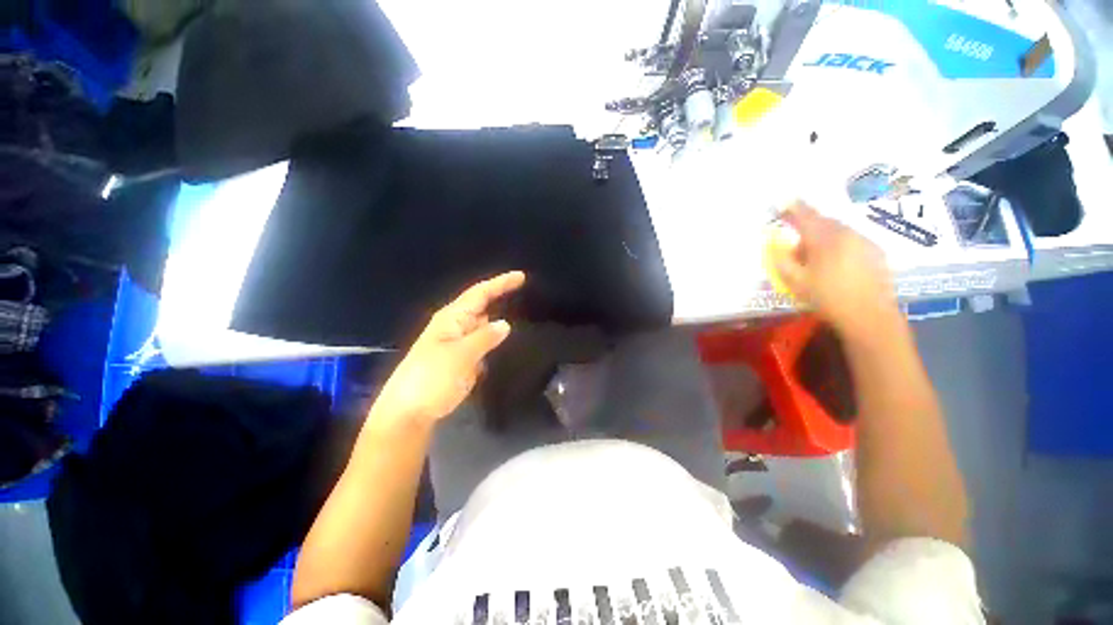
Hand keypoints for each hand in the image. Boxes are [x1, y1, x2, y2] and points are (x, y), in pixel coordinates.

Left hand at [370, 271, 525, 425]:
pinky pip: (483, 344)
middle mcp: (456, 326)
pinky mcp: (462, 360)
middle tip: (528, 294)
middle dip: (502, 297)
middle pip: (482, 306)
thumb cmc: (431, 378)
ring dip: (499, 319)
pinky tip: (508, 341)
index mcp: (452, 318)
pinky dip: (495, 339)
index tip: (522, 276)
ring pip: (484, 325)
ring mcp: (459, 344)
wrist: (408, 412)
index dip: (500, 283)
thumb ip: (485, 338)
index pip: (480, 293)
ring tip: (523, 313)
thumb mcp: (461, 356)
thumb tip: (505, 324)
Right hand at [772, 203, 899, 339]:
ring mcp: (864, 241)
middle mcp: (847, 234)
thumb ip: (782, 260)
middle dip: (808, 228)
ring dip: (824, 237)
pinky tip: (837, 265)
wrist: (869, 316)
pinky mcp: (876, 251)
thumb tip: (776, 245)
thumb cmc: (827, 298)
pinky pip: (852, 240)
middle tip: (797, 247)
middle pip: (823, 222)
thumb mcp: (795, 282)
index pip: (806, 216)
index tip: (783, 203)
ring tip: (816, 260)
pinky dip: (839, 244)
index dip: (793, 209)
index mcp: (825, 240)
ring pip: (839, 230)